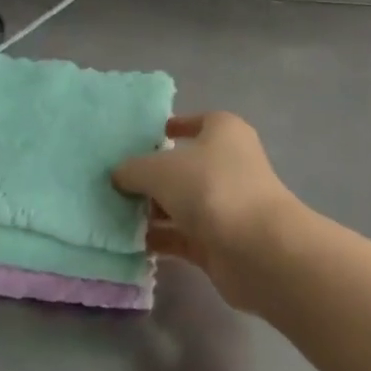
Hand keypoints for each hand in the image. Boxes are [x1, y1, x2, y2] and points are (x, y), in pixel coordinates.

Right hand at [112, 113, 306, 310]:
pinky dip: (160, 238)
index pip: (197, 122)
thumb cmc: (210, 187)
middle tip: (114, 183)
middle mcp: (228, 164)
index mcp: (224, 132)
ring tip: (113, 214)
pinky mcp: (220, 241)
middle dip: (152, 176)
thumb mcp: (160, 169)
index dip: (174, 127)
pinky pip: (182, 235)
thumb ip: (133, 169)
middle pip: (184, 166)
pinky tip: (129, 242)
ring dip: (152, 210)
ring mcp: (226, 205)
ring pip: (181, 203)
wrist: (257, 248)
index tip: (144, 137)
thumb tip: (119, 175)